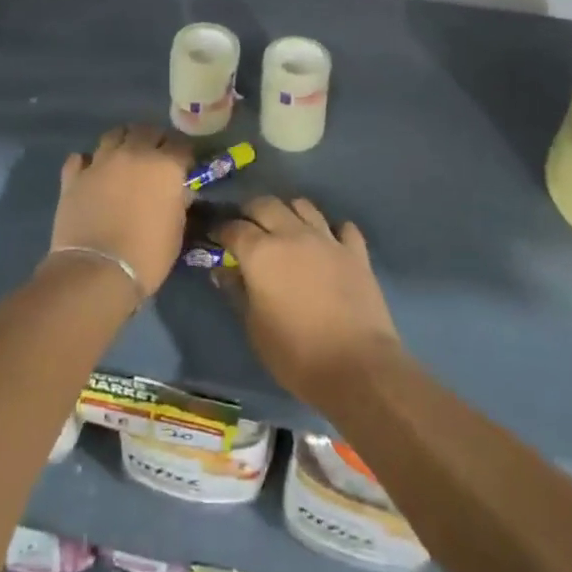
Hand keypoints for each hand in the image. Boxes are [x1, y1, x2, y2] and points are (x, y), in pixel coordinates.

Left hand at [48, 124, 192, 298]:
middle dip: (154, 139)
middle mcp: (134, 154)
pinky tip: (91, 173)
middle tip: (155, 156)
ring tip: (124, 157)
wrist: (97, 271)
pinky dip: (88, 162)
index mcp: (165, 166)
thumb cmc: (147, 255)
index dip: (183, 153)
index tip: (183, 164)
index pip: (180, 144)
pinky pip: (80, 158)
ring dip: (122, 142)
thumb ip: (178, 202)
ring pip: (113, 134)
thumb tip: (178, 191)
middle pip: (146, 130)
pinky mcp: (73, 176)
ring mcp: (100, 162)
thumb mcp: (176, 230)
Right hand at [216, 197, 401, 407]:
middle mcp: (292, 234)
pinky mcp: (356, 251)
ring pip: (303, 205)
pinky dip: (332, 230)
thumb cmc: (296, 354)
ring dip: (288, 212)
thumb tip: (223, 271)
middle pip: (266, 203)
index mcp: (261, 252)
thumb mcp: (254, 328)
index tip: (214, 236)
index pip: (233, 227)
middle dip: (250, 211)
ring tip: (284, 229)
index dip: (220, 229)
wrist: (357, 367)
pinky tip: (327, 243)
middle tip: (246, 228)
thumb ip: (237, 292)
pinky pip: (342, 227)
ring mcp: (327, 239)